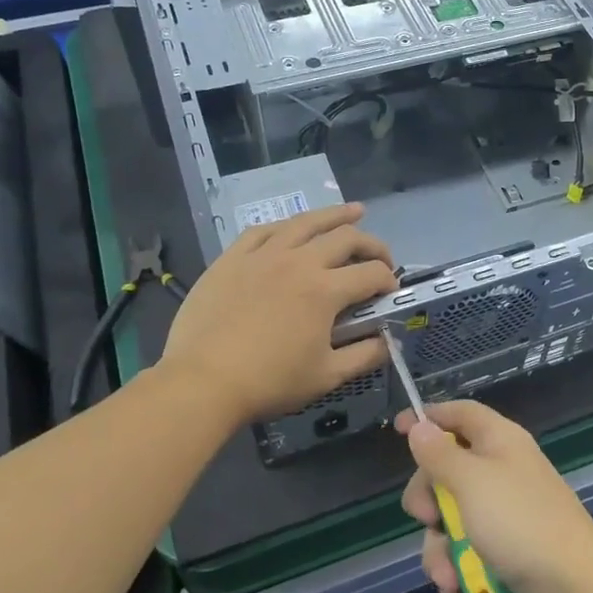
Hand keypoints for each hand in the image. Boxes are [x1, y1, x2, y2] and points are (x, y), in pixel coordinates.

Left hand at [160, 204, 396, 424]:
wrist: (203, 381)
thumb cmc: (269, 382)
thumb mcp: (326, 377)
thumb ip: (364, 356)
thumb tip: (387, 342)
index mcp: (325, 290)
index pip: (371, 273)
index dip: (388, 280)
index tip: (389, 292)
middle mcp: (299, 262)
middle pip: (346, 238)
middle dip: (373, 245)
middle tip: (380, 257)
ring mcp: (263, 255)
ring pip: (306, 222)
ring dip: (336, 215)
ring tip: (354, 211)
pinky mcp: (232, 258)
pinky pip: (263, 230)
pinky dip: (286, 226)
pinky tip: (293, 228)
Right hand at [398, 400, 592, 592]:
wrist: (575, 592)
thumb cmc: (520, 523)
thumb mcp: (471, 481)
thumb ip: (440, 454)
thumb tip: (420, 426)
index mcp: (500, 442)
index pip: (460, 414)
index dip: (430, 417)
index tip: (398, 429)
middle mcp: (503, 473)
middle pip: (447, 475)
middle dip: (429, 506)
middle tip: (429, 521)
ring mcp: (506, 517)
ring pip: (453, 526)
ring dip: (442, 556)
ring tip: (452, 579)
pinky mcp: (509, 556)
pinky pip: (470, 560)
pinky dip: (462, 580)